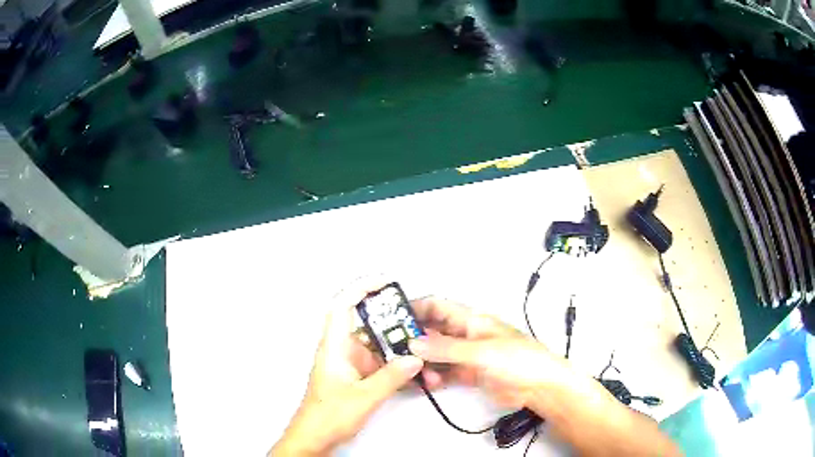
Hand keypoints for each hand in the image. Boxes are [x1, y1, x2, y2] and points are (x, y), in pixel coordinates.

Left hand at [270, 279, 423, 456]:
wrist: (316, 437)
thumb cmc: (326, 416)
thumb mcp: (363, 397)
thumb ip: (391, 377)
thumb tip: (413, 359)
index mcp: (334, 347)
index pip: (343, 306)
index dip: (361, 288)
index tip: (384, 282)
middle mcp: (342, 350)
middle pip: (366, 323)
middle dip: (391, 320)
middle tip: (414, 321)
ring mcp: (351, 364)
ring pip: (377, 344)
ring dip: (397, 346)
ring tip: (419, 349)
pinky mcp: (359, 376)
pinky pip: (381, 362)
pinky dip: (397, 364)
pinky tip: (413, 371)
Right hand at [409, 298, 681, 456]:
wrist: (540, 388)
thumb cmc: (521, 360)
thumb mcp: (482, 352)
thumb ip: (447, 349)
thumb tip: (415, 342)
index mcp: (471, 319)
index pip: (437, 306)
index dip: (415, 308)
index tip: (393, 318)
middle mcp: (466, 334)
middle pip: (432, 331)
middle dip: (414, 338)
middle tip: (394, 350)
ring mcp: (466, 355)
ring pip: (435, 353)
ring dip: (423, 361)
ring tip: (415, 372)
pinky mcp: (468, 374)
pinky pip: (443, 372)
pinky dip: (433, 376)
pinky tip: (427, 382)